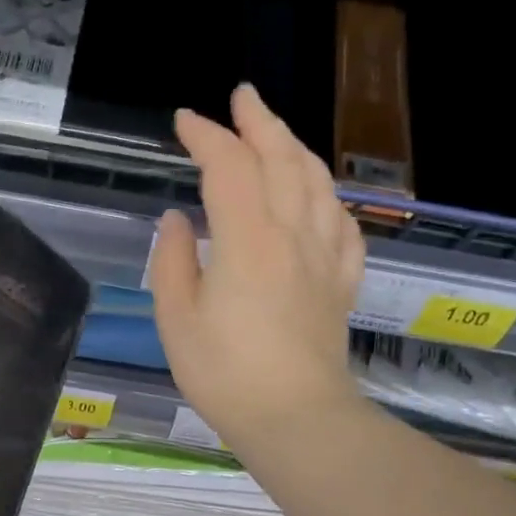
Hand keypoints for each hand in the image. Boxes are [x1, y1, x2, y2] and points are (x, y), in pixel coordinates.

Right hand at [150, 84, 364, 452]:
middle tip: (242, 96)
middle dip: (259, 121)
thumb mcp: (177, 320)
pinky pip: (342, 225)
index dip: (206, 136)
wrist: (295, 418)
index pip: (229, 167)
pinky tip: (319, 199)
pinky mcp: (340, 283)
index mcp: (247, 240)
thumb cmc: (225, 373)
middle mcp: (292, 234)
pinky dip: (327, 199)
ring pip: (317, 183)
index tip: (183, 121)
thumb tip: (177, 220)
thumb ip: (173, 262)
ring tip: (277, 132)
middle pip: (282, 159)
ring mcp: (324, 257)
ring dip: (296, 147)